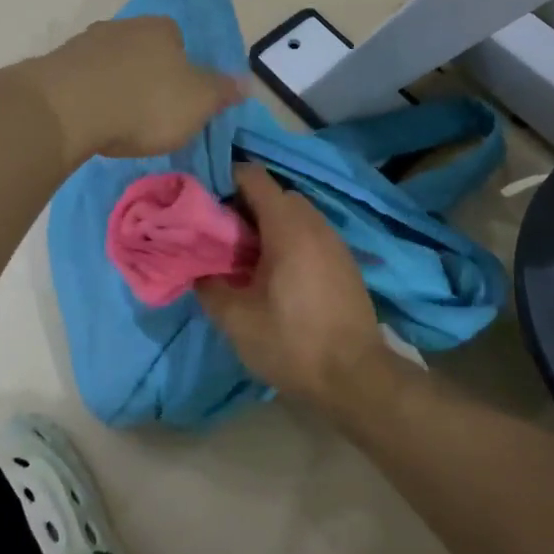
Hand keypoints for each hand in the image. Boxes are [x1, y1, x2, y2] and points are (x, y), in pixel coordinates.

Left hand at [25, 16, 243, 163]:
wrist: (68, 109)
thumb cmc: (145, 103)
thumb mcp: (199, 103)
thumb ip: (222, 91)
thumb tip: (247, 82)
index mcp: (162, 29)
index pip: (179, 40)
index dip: (182, 69)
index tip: (179, 99)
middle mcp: (124, 26)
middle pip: (143, 50)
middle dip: (147, 76)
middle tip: (150, 113)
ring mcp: (86, 42)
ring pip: (111, 63)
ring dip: (115, 85)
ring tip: (118, 121)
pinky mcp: (57, 65)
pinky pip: (83, 80)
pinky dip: (90, 96)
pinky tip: (91, 120)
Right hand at [196, 164, 391, 410]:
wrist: (356, 377)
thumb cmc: (292, 342)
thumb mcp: (236, 320)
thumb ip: (209, 286)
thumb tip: (197, 269)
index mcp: (287, 226)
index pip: (253, 176)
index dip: (225, 180)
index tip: (204, 204)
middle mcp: (314, 223)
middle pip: (275, 193)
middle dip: (245, 205)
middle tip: (222, 235)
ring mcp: (335, 241)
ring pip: (295, 214)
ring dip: (269, 224)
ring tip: (247, 257)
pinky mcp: (345, 261)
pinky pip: (311, 233)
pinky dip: (290, 239)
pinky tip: (277, 274)